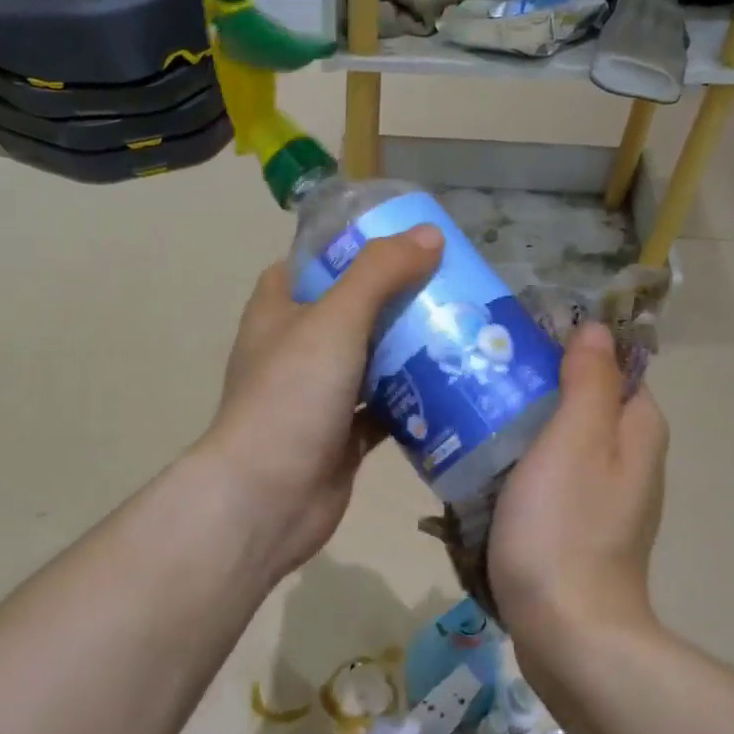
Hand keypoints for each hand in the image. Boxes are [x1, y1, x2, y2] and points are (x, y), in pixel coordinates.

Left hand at [197, 225, 443, 579]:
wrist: (268, 498)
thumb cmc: (291, 396)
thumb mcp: (334, 321)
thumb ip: (379, 273)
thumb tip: (430, 235)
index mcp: (279, 310)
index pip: (314, 263)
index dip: (354, 247)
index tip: (404, 241)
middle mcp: (295, 349)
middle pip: (352, 311)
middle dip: (397, 299)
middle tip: (451, 286)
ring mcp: (318, 395)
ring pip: (371, 360)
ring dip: (411, 350)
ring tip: (465, 330)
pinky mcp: (341, 435)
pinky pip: (384, 409)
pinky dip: (413, 401)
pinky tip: (456, 388)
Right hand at [488, 322, 667, 636]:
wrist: (566, 630)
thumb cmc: (566, 527)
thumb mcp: (576, 440)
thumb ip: (588, 381)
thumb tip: (596, 329)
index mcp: (636, 430)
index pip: (610, 365)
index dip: (566, 346)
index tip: (513, 341)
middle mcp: (627, 458)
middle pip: (580, 401)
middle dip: (534, 385)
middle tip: (479, 375)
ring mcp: (600, 497)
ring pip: (557, 440)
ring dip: (518, 424)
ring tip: (466, 411)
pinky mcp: (572, 526)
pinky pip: (544, 476)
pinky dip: (515, 463)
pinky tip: (476, 463)